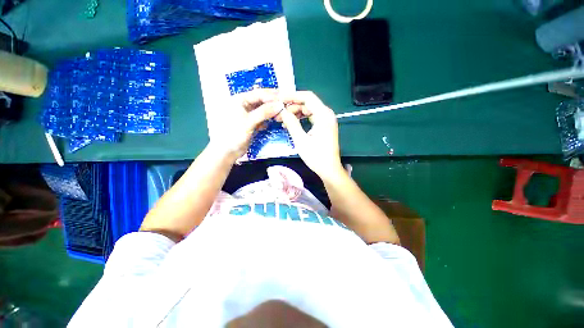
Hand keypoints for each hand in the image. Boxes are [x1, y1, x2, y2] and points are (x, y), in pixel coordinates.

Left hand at [210, 89, 280, 159]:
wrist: (227, 151)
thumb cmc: (234, 134)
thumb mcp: (249, 121)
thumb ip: (264, 112)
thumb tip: (280, 105)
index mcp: (239, 99)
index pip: (258, 94)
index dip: (272, 96)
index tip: (284, 99)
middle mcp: (243, 104)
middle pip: (261, 100)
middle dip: (272, 103)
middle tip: (285, 105)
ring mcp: (247, 114)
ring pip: (262, 109)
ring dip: (271, 111)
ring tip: (282, 113)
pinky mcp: (251, 123)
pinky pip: (262, 118)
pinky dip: (267, 119)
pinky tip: (274, 120)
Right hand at [278, 91, 343, 179]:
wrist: (329, 170)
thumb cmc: (316, 157)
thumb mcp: (301, 140)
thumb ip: (292, 123)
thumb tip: (282, 111)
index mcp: (324, 115)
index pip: (307, 97)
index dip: (292, 96)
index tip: (279, 99)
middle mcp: (326, 114)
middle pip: (307, 103)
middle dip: (292, 107)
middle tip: (278, 114)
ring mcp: (326, 120)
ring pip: (308, 110)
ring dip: (295, 113)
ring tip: (282, 120)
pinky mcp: (324, 126)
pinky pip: (310, 117)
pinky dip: (301, 119)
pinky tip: (291, 124)